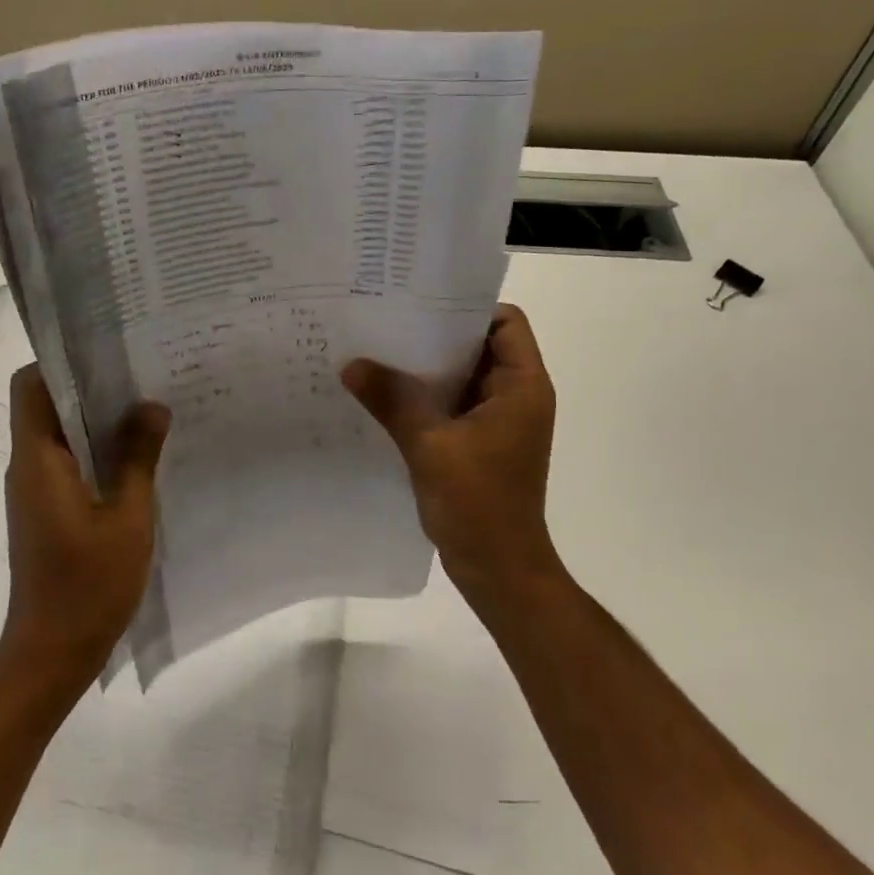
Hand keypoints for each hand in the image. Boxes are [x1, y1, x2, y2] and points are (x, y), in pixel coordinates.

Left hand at [0, 366, 169, 689]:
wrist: (52, 654)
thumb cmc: (87, 585)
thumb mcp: (127, 518)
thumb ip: (138, 458)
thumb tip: (152, 406)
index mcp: (38, 460)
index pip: (31, 386)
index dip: (62, 361)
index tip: (107, 350)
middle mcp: (28, 467)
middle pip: (47, 405)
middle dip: (91, 385)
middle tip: (142, 373)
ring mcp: (36, 490)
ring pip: (60, 433)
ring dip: (97, 419)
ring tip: (148, 407)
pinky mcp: (47, 510)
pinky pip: (68, 461)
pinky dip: (97, 449)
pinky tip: (138, 454)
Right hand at [342, 303, 561, 609]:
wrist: (499, 570)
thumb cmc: (478, 503)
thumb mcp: (429, 445)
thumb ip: (391, 400)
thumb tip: (351, 364)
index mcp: (522, 386)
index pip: (505, 322)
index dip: (467, 308)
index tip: (419, 304)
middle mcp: (516, 396)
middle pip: (480, 345)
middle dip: (435, 335)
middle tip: (385, 323)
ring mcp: (498, 421)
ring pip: (462, 376)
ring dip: (426, 369)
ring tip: (378, 354)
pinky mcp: (480, 443)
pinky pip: (452, 404)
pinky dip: (425, 397)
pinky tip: (385, 396)